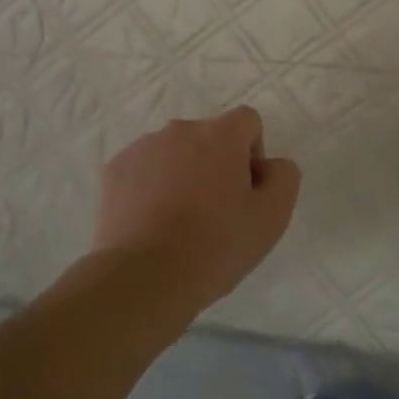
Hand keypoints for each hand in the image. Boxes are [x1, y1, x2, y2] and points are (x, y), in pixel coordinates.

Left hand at [92, 106, 301, 320]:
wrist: (143, 277)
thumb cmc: (215, 246)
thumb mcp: (272, 217)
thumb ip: (283, 176)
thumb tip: (270, 164)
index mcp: (220, 135)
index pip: (247, 121)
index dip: (253, 154)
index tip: (245, 192)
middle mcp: (179, 130)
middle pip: (209, 137)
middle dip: (216, 164)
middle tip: (215, 212)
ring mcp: (142, 148)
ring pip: (174, 152)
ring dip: (183, 174)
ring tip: (180, 222)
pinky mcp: (114, 169)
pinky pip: (144, 169)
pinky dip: (152, 187)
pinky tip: (152, 223)